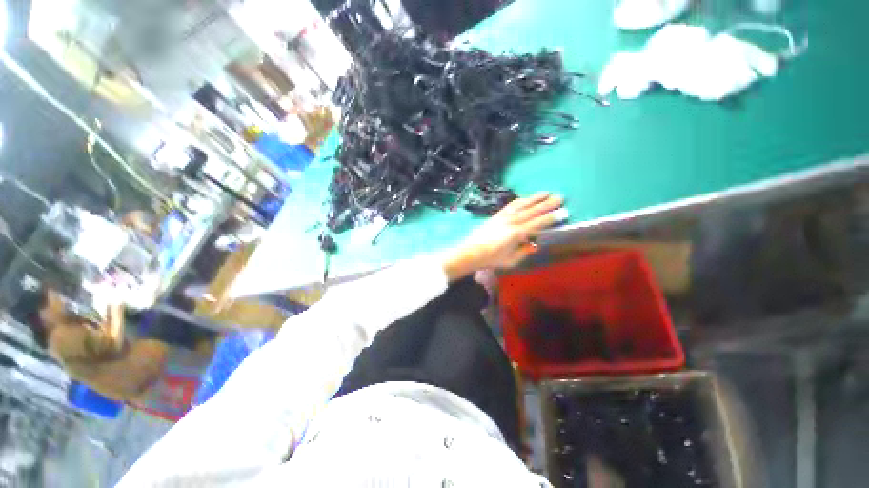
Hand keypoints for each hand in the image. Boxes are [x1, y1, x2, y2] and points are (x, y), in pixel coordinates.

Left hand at [442, 193, 567, 280]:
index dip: (551, 218)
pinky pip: (511, 205)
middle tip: (561, 197)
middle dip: (547, 204)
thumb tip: (535, 244)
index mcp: (516, 234)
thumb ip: (524, 252)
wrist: (471, 251)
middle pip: (532, 211)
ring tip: (547, 192)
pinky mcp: (497, 215)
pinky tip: (526, 198)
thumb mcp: (510, 260)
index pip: (537, 224)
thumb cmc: (491, 259)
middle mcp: (511, 221)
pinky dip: (521, 200)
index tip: (564, 212)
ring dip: (535, 198)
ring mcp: (503, 216)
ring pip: (522, 204)